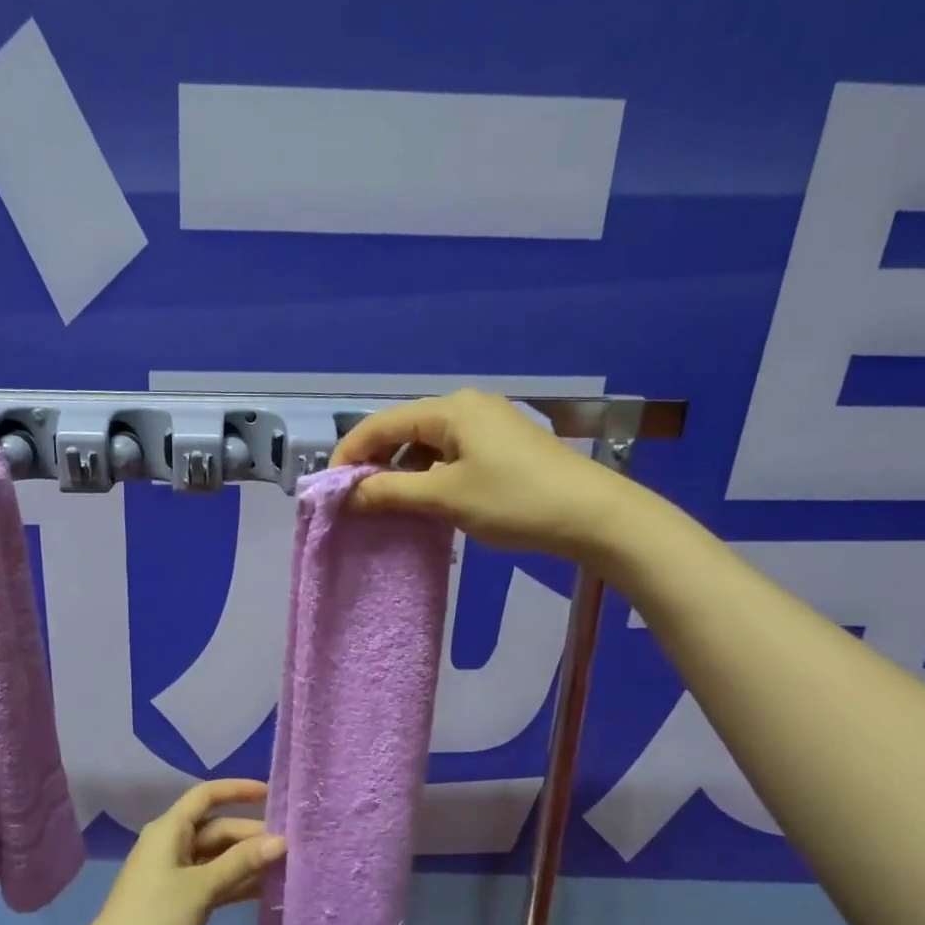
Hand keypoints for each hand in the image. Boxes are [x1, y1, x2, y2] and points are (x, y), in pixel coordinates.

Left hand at [69, 780, 284, 924]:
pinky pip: (213, 880)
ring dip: (247, 861)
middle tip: (292, 846)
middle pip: (217, 829)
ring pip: (218, 857)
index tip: (272, 793)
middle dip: (251, 835)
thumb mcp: (201, 888)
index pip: (207, 795)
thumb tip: (281, 840)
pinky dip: (236, 883)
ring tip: (287, 867)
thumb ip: (241, 863)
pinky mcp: (179, 899)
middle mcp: (172, 844)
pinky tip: (266, 890)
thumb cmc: (154, 919)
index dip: (238, 790)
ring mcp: (175, 873)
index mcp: (170, 829)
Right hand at [332, 389, 639, 562]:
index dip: (349, 454)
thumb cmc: (515, 501)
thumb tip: (348, 494)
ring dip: (400, 473)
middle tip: (353, 501)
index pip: (381, 424)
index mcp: (450, 410)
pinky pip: (448, 456)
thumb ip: (390, 491)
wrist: (595, 517)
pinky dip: (427, 477)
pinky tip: (421, 502)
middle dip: (374, 464)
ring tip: (383, 506)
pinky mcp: (501, 448)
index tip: (329, 488)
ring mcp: (487, 426)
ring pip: (425, 446)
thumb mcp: (445, 497)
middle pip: (402, 431)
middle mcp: (466, 407)